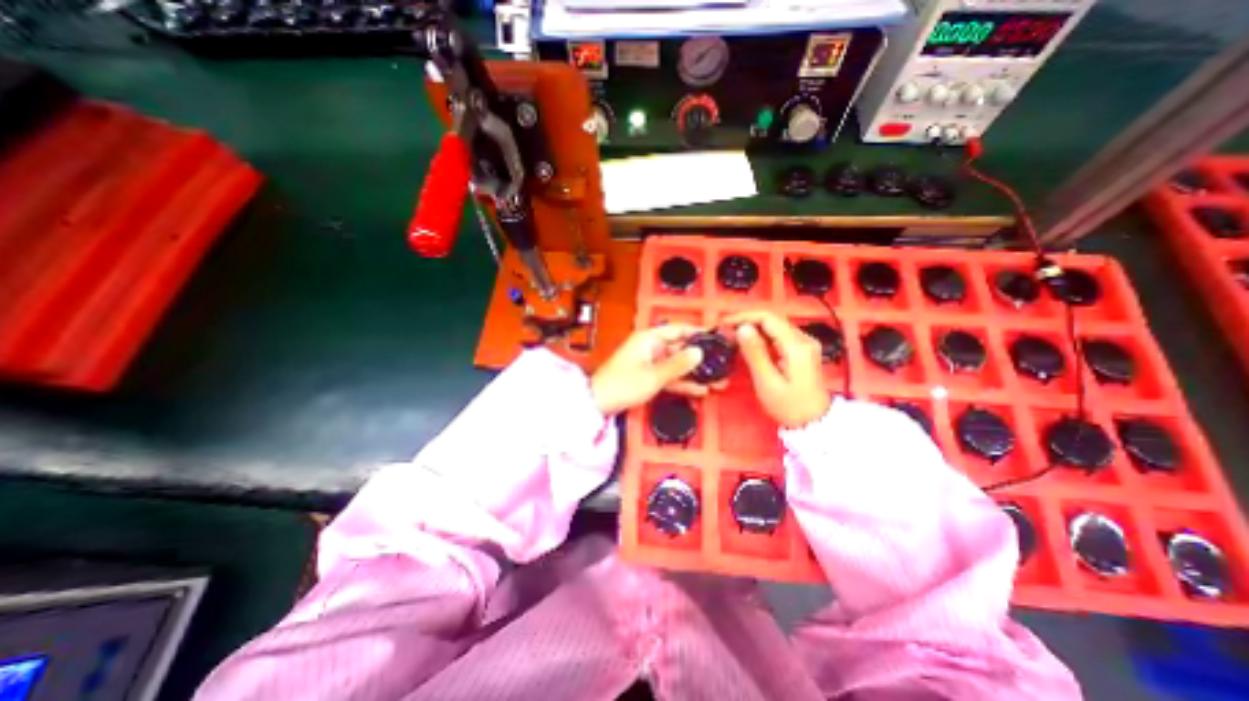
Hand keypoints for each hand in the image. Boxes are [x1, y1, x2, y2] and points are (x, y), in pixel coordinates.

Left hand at [592, 323, 712, 416]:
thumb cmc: (623, 384)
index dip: (697, 332)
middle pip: (680, 348)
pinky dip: (682, 382)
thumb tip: (699, 352)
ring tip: (717, 380)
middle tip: (722, 364)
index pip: (678, 329)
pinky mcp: (648, 376)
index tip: (716, 337)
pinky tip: (701, 390)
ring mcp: (649, 362)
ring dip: (695, 373)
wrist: (599, 402)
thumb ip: (678, 364)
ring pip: (676, 364)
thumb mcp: (654, 375)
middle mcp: (650, 347)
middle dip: (700, 358)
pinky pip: (669, 376)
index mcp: (649, 338)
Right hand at [723, 309, 825, 425]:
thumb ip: (755, 353)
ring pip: (775, 327)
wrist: (815, 424)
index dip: (744, 317)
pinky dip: (762, 336)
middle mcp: (804, 339)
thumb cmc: (789, 406)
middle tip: (725, 331)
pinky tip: (749, 344)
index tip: (724, 323)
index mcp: (797, 346)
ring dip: (753, 328)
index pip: (768, 318)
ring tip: (733, 336)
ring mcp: (805, 344)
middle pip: (772, 320)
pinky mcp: (802, 351)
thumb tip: (742, 328)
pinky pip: (779, 336)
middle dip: (746, 321)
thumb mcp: (768, 382)